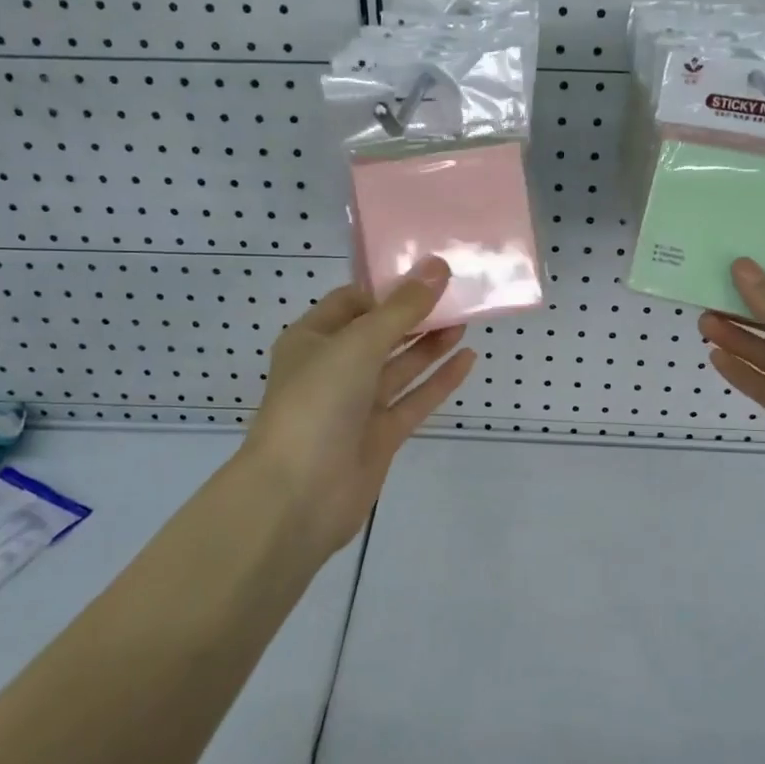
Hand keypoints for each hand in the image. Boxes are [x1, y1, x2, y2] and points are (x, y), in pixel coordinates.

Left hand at [243, 259, 477, 558]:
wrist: (297, 497)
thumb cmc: (317, 404)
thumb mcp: (358, 344)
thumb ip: (402, 309)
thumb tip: (438, 266)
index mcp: (312, 339)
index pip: (353, 301)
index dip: (389, 286)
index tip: (429, 271)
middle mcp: (333, 369)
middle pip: (380, 333)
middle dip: (414, 314)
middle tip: (458, 292)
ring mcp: (357, 405)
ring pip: (399, 367)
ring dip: (430, 344)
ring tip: (466, 319)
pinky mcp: (379, 436)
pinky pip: (413, 400)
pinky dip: (439, 381)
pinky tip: (467, 359)